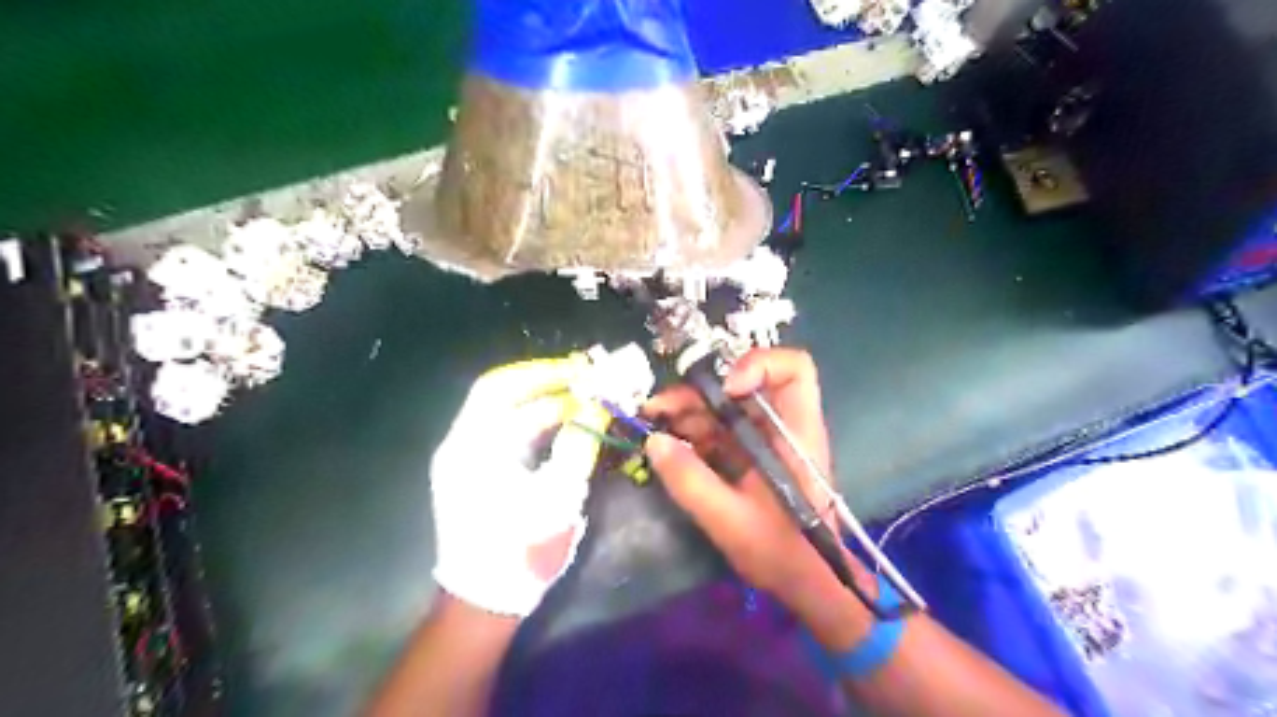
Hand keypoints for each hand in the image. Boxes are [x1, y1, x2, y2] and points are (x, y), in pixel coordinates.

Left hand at [428, 353, 605, 615]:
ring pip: (506, 413)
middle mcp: (462, 444)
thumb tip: (598, 406)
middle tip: (585, 379)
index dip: (543, 372)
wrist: (485, 601)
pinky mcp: (476, 473)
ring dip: (543, 402)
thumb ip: (578, 444)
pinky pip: (507, 434)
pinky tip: (564, 424)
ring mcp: (466, 459)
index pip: (502, 387)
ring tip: (582, 398)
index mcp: (472, 446)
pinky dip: (536, 424)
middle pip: (501, 394)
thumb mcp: (558, 494)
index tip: (581, 370)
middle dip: (545, 383)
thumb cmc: (521, 548)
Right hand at [650, 349, 844, 608]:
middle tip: (657, 409)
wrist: (805, 583)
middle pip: (741, 384)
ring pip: (723, 406)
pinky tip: (666, 444)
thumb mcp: (730, 520)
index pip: (793, 369)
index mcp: (795, 433)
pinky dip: (690, 432)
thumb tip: (654, 441)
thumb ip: (691, 481)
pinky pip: (717, 430)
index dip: (757, 364)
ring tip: (652, 424)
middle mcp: (781, 426)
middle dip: (697, 392)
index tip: (725, 390)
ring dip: (686, 410)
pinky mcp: (748, 454)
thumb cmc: (781, 552)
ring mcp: (763, 439)